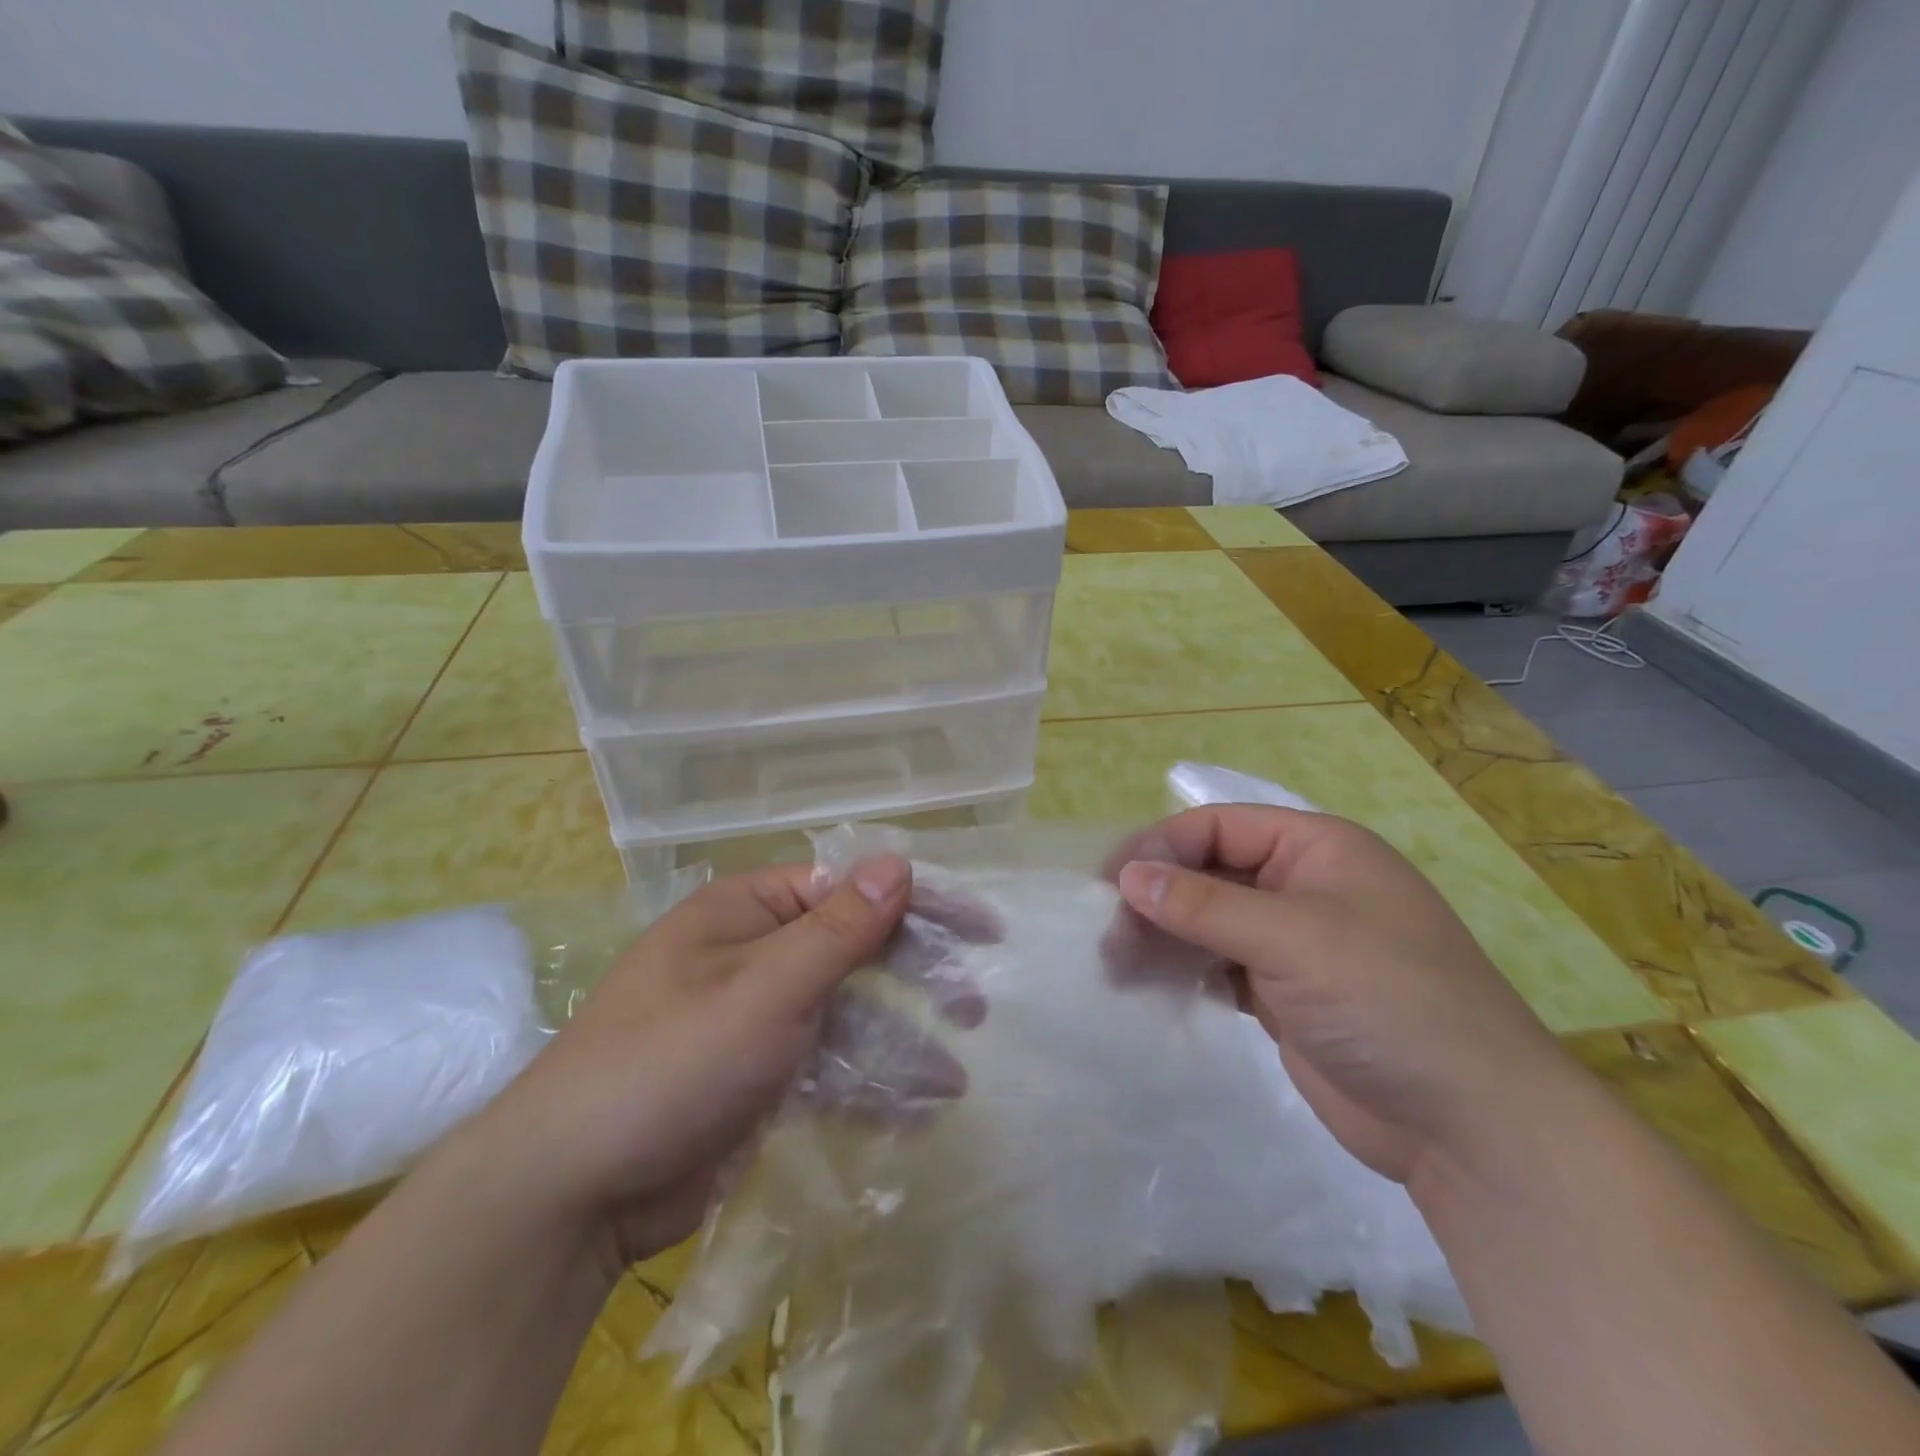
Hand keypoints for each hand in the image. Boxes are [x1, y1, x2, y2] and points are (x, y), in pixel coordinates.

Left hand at [478, 855, 981, 1270]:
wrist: (571, 1193)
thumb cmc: (673, 1061)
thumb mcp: (767, 988)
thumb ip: (839, 929)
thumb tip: (898, 863)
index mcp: (747, 912)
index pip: (847, 888)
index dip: (915, 903)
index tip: (979, 926)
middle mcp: (753, 955)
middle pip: (851, 951)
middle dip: (913, 977)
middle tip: (974, 1004)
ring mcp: (754, 1020)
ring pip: (843, 1015)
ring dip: (897, 1042)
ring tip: (952, 1075)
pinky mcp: (755, 1078)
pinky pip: (824, 1066)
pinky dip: (864, 1084)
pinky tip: (911, 1111)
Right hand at [1111, 806, 1583, 1186]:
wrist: (1469, 1126)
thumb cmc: (1388, 1001)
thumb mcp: (1292, 939)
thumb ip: (1203, 905)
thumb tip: (1127, 876)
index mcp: (1317, 849)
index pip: (1219, 827)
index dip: (1162, 846)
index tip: (1111, 881)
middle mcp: (1302, 886)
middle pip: (1209, 872)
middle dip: (1157, 896)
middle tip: (1107, 932)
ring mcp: (1292, 943)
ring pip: (1207, 921)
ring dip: (1162, 935)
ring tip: (1114, 963)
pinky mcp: (1282, 993)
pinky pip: (1217, 965)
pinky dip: (1182, 970)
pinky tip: (1147, 984)